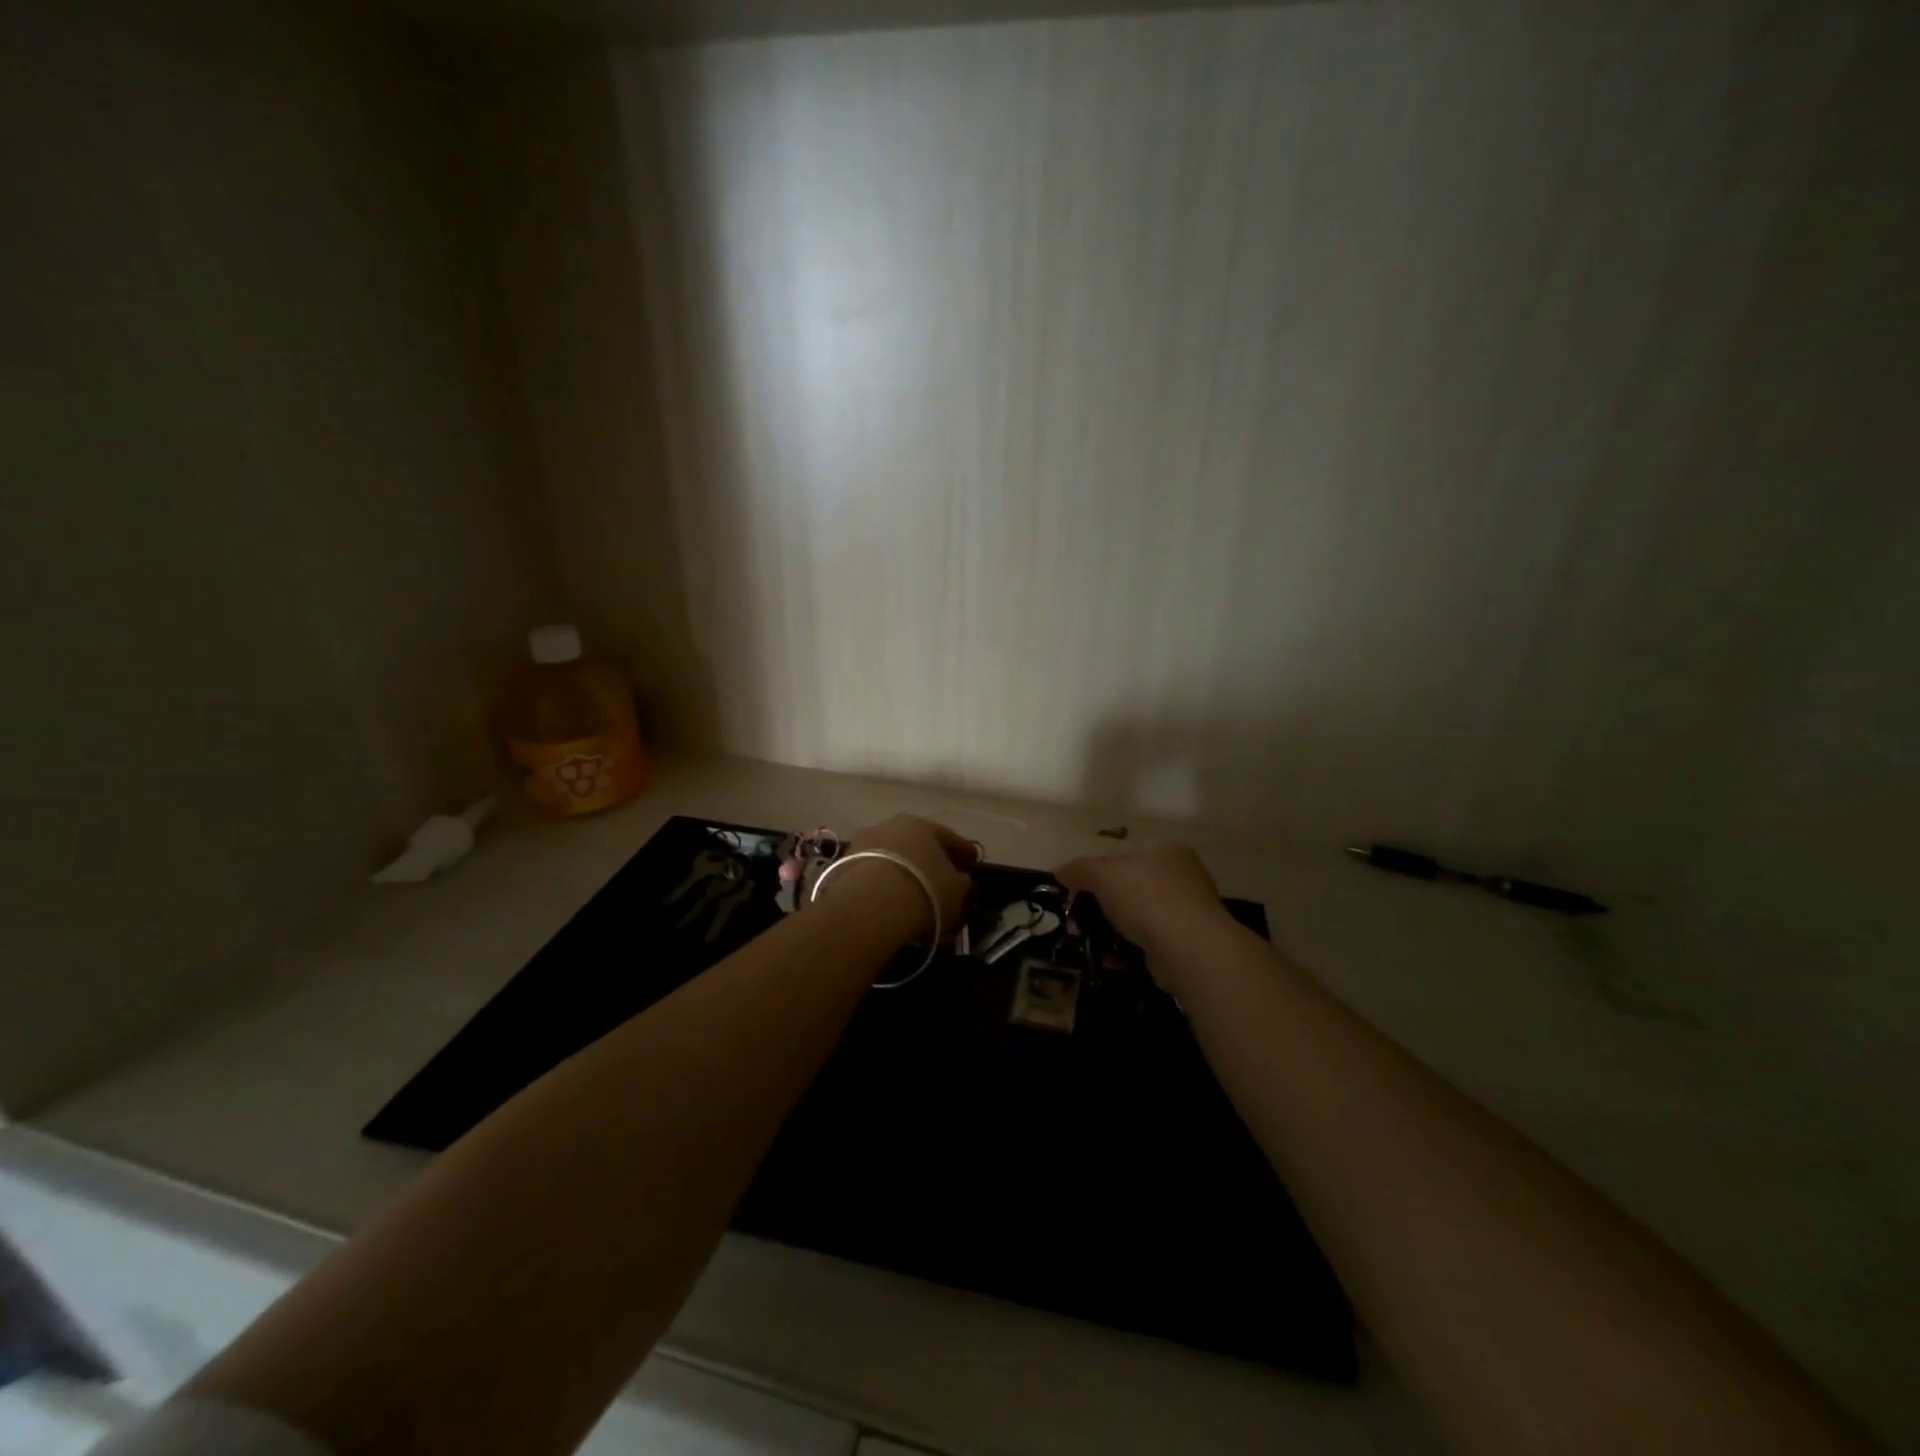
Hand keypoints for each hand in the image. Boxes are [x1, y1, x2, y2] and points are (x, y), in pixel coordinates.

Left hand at [834, 814, 978, 939]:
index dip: (964, 852)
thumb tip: (960, 880)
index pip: (949, 837)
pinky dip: (881, 881)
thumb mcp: (956, 891)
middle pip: (916, 842)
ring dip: (902, 868)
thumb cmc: (923, 891)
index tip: (973, 864)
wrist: (868, 906)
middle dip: (929, 857)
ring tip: (910, 890)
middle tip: (941, 876)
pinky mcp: (842, 864)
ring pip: (891, 854)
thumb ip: (962, 882)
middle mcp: (890, 825)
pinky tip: (887, 898)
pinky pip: (871, 871)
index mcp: (923, 824)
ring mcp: (862, 842)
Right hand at [1053, 844, 1233, 959]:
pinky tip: (1110, 958)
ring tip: (1089, 943)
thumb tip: (1058, 871)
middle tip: (1076, 922)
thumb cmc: (1146, 899)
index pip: (1121, 859)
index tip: (1073, 895)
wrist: (1189, 950)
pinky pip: (1147, 942)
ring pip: (1136, 917)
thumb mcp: (1103, 876)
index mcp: (1166, 852)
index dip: (1092, 874)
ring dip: (1110, 929)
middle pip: (1127, 888)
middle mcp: (1181, 878)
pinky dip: (1127, 949)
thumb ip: (1078, 870)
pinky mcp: (1187, 944)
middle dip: (1098, 906)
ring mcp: (1187, 912)